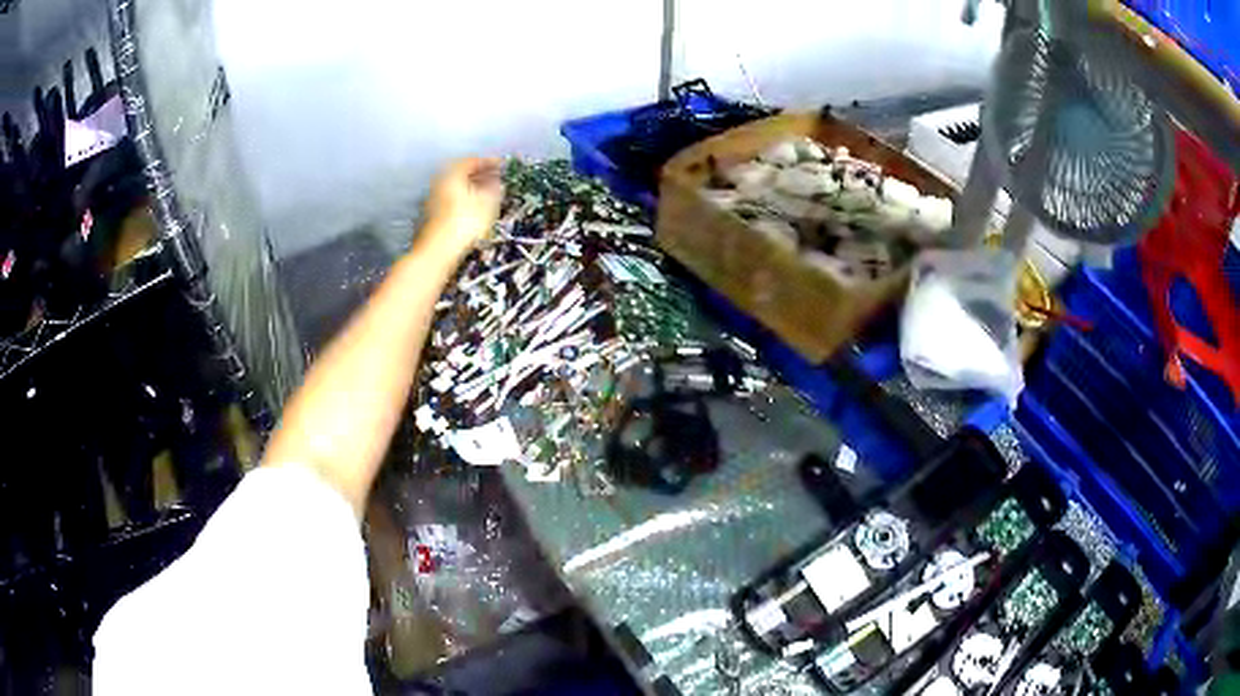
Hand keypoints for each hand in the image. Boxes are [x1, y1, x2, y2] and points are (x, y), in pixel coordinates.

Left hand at [418, 157, 503, 259]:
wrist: (437, 252)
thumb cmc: (464, 223)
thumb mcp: (487, 203)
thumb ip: (493, 188)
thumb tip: (497, 182)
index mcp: (452, 174)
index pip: (471, 161)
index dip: (488, 161)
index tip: (501, 165)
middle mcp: (439, 183)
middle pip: (461, 173)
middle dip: (479, 174)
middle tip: (494, 177)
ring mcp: (433, 199)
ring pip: (455, 187)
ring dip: (471, 187)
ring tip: (486, 194)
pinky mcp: (431, 215)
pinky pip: (451, 199)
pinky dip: (463, 199)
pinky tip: (473, 209)